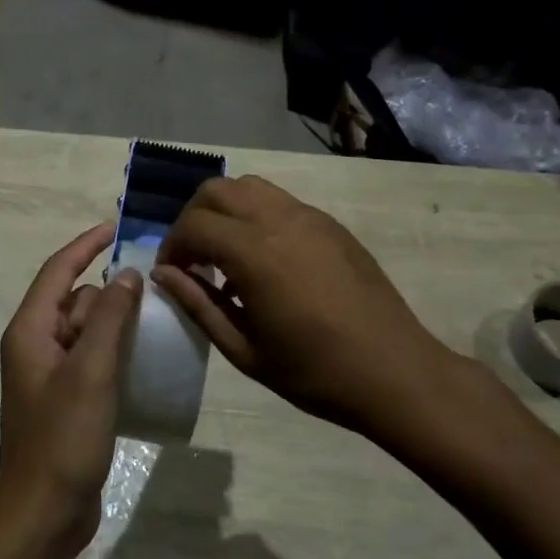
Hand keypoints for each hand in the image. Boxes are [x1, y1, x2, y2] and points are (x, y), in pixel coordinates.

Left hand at [0, 220, 142, 556]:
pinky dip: (114, 350)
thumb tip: (127, 275)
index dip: (85, 246)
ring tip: (155, 323)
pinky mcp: (65, 398)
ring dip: (115, 322)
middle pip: (74, 300)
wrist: (44, 514)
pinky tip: (142, 360)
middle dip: (109, 292)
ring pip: (85, 329)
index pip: (57, 271)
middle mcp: (34, 345)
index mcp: (30, 330)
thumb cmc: (63, 437)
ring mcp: (49, 374)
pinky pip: (91, 358)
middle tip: (153, 292)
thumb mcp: (91, 370)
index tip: (116, 229)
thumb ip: (109, 318)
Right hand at [153, 176, 487, 443]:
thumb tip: (164, 274)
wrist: (394, 371)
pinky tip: (263, 260)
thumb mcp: (244, 350)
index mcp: (254, 253)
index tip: (171, 274)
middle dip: (193, 218)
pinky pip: (279, 202)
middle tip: (192, 258)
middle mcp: (279, 220)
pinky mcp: (330, 224)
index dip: (172, 246)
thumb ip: (198, 304)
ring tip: (225, 253)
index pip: (193, 225)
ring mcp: (309, 217)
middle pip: (216, 190)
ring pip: (249, 187)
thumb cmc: (315, 372)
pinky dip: (256, 215)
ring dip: (225, 210)